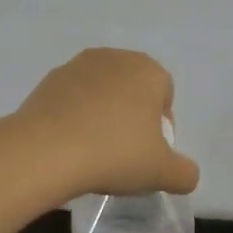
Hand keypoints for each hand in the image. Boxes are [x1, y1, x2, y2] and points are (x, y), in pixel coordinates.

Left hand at [15, 48, 201, 197]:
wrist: (45, 152)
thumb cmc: (115, 153)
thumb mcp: (163, 173)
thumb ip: (185, 173)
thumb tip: (186, 174)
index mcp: (148, 70)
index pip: (165, 94)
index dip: (162, 125)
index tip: (150, 153)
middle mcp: (114, 58)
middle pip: (132, 89)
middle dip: (132, 116)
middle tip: (124, 152)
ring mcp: (76, 66)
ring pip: (101, 92)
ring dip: (102, 115)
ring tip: (94, 150)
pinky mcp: (47, 81)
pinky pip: (71, 99)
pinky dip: (74, 117)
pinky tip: (69, 145)